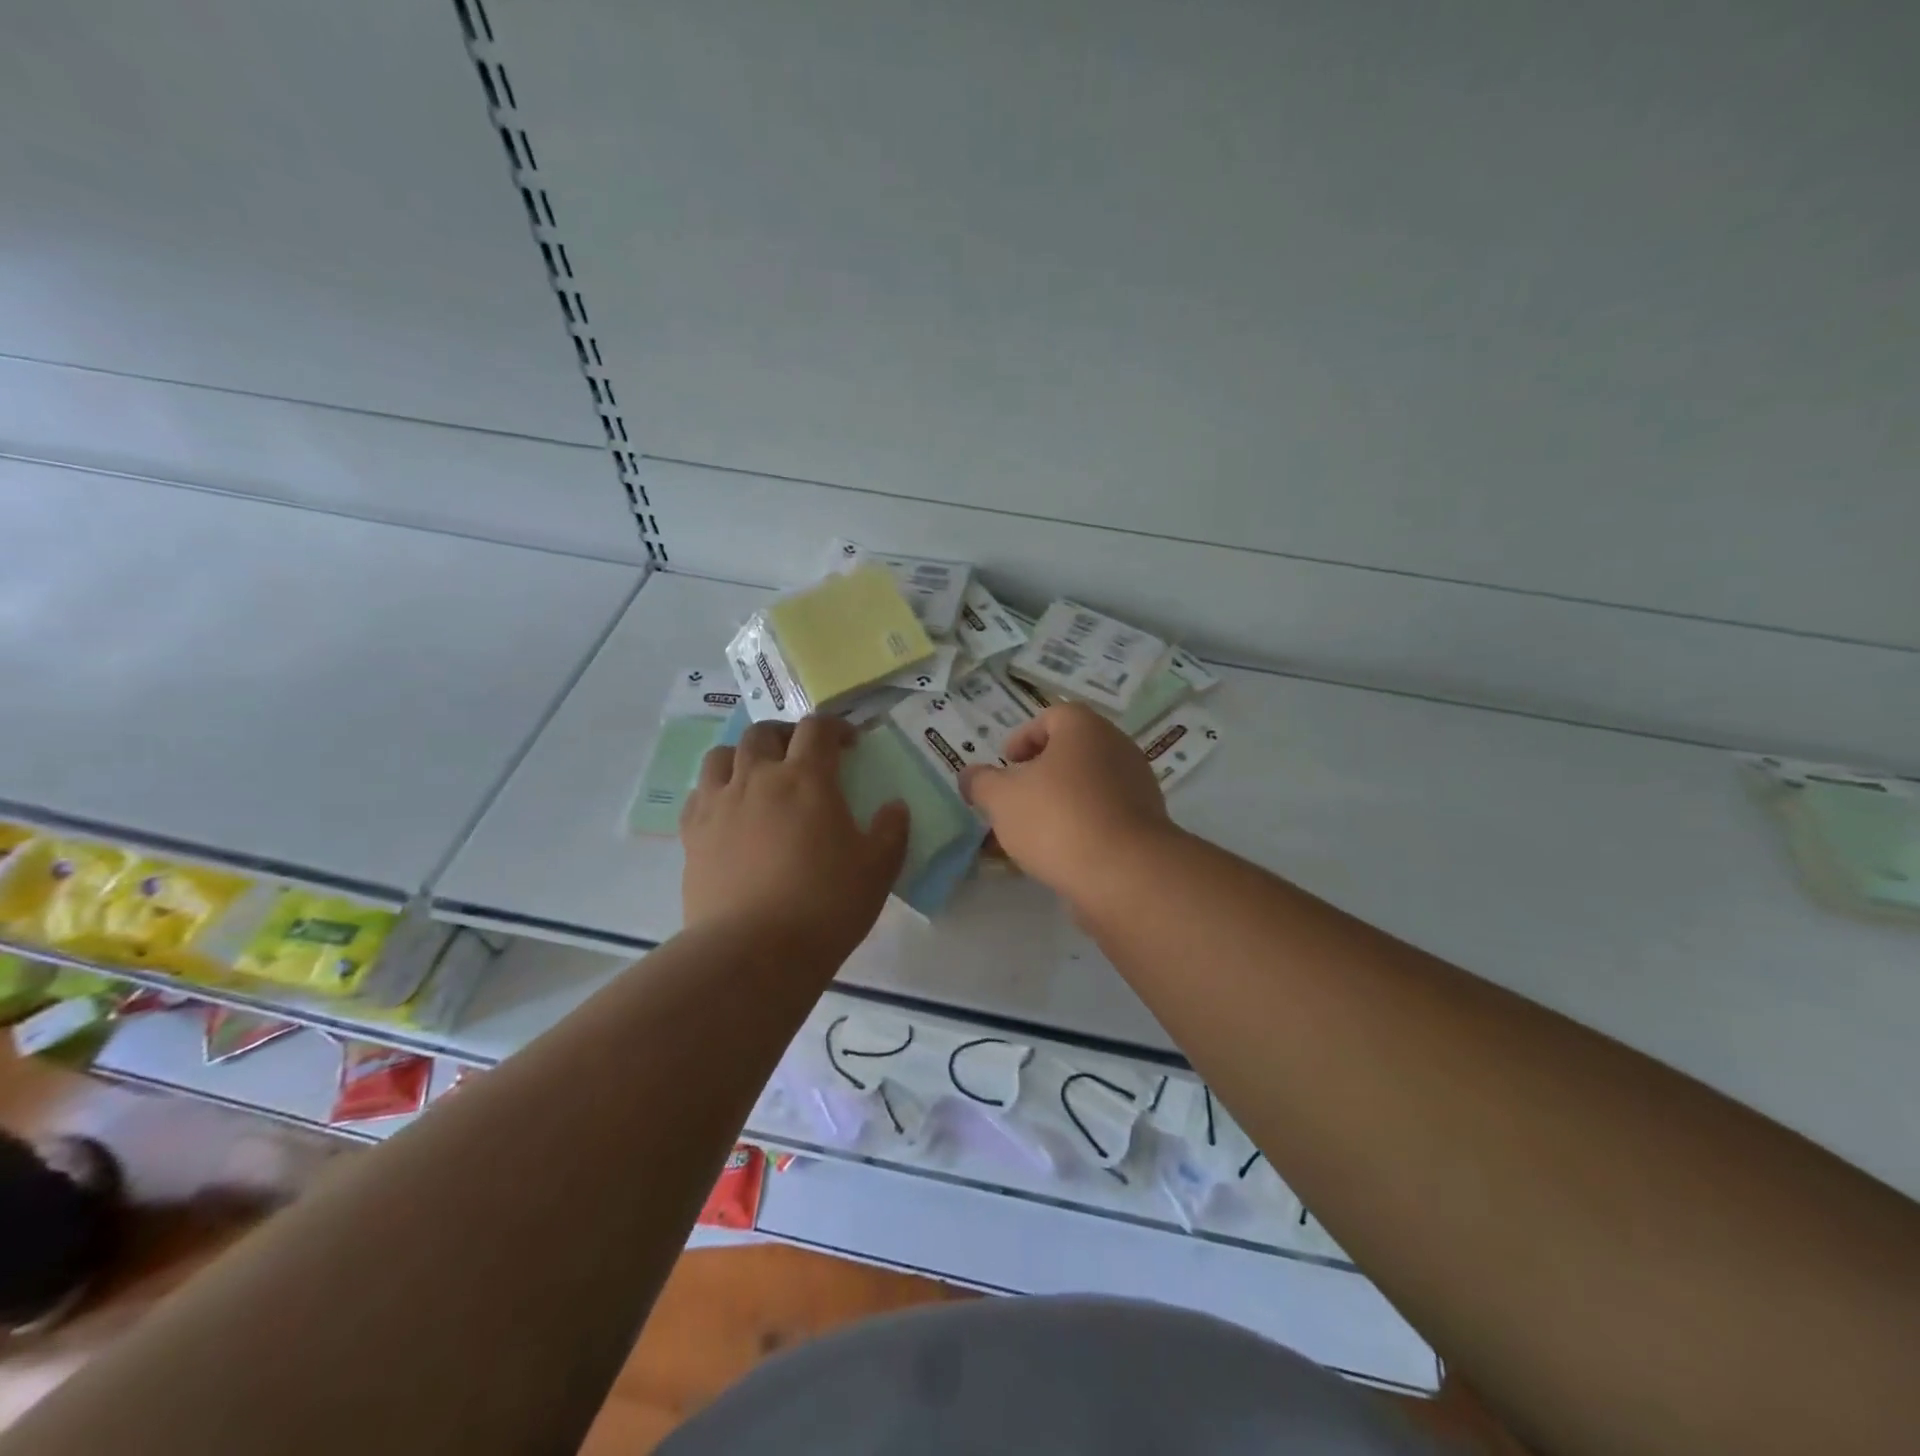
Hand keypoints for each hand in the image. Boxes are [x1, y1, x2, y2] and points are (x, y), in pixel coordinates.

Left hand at [681, 718, 908, 963]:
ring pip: (722, 756)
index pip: (817, 728)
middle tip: (802, 756)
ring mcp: (719, 804)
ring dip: (744, 756)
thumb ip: (891, 831)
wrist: (754, 951)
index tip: (849, 744)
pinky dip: (716, 791)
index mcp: (806, 778)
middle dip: (786, 735)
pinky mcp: (692, 835)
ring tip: (758, 777)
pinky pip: (698, 794)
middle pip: (763, 733)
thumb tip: (895, 807)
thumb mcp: (878, 869)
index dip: (835, 727)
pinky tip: (729, 812)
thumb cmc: (825, 905)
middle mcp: (757, 778)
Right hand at [961, 704, 1176, 906]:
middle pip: (1071, 751)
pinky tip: (1059, 853)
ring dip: (1059, 801)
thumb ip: (981, 783)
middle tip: (1015, 796)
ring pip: (1087, 786)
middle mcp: (1117, 748)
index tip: (1006, 762)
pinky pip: (1104, 815)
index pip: (1052, 717)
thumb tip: (969, 775)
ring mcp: (1137, 786)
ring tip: (1031, 832)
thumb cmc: (1058, 819)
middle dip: (1039, 772)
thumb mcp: (1002, 799)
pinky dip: (1081, 825)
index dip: (1024, 736)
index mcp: (1085, 728)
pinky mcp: (1146, 824)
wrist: (1126, 873)